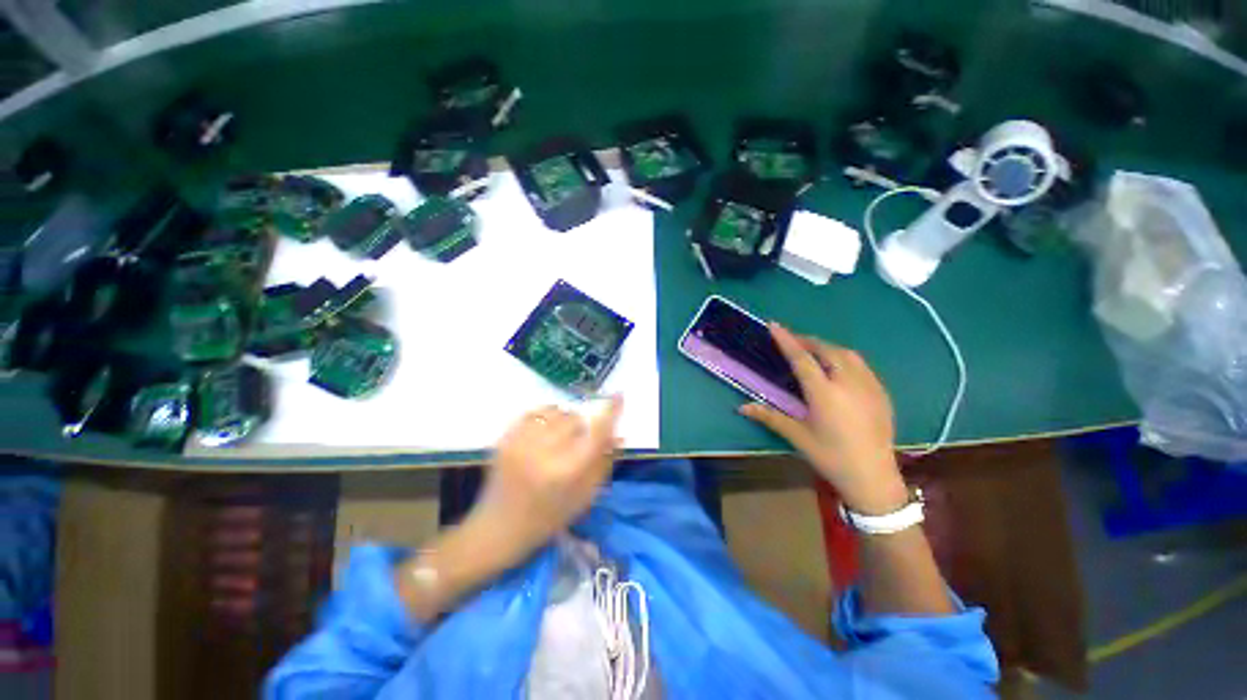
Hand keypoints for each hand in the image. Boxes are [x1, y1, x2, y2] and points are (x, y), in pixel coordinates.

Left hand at [470, 397, 622, 564]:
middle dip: (581, 428)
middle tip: (575, 444)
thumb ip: (604, 463)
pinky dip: (544, 418)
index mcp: (567, 472)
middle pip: (575, 419)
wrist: (499, 528)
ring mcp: (521, 443)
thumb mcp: (584, 497)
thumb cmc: (548, 517)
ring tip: (557, 440)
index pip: (596, 432)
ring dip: (563, 421)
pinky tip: (542, 435)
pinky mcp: (505, 438)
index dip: (610, 411)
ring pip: (556, 412)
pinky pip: (534, 412)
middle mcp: (544, 453)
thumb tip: (619, 434)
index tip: (619, 396)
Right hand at [739, 324, 907, 514]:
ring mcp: (869, 386)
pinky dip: (844, 358)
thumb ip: (770, 416)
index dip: (786, 340)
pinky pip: (861, 365)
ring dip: (827, 347)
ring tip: (813, 351)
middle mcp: (848, 383)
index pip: (801, 359)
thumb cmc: (831, 457)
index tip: (774, 325)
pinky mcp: (881, 393)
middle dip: (807, 341)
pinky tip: (838, 368)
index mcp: (824, 393)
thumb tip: (741, 407)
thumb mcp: (797, 436)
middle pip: (826, 350)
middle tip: (792, 341)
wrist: (874, 478)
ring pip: (847, 354)